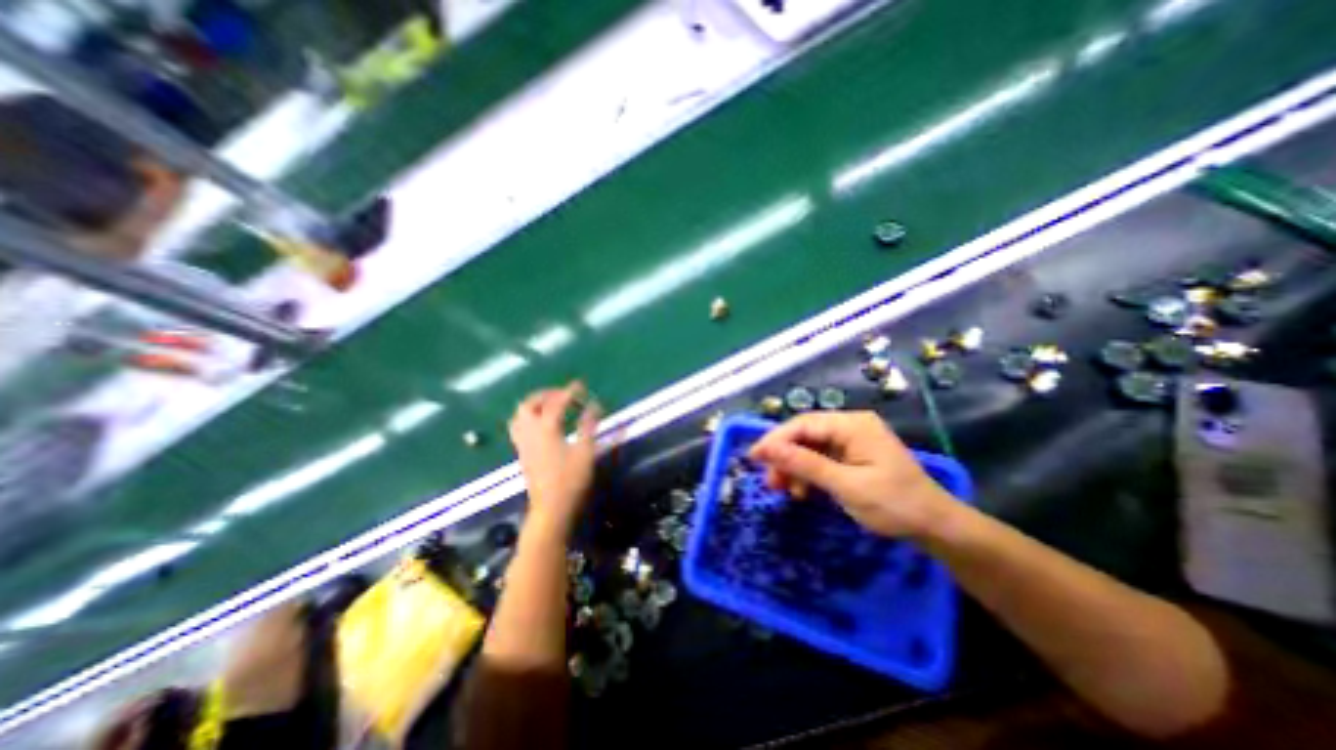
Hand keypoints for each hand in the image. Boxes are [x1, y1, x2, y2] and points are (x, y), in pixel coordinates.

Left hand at [508, 384, 599, 536]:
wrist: (550, 508)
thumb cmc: (570, 480)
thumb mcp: (585, 451)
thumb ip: (588, 426)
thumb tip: (594, 405)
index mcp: (546, 429)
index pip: (557, 402)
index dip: (569, 391)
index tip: (581, 385)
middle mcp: (530, 432)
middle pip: (529, 404)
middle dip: (545, 394)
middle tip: (563, 394)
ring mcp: (523, 443)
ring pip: (520, 415)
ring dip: (534, 405)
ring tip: (550, 405)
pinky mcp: (522, 452)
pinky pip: (519, 427)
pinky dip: (529, 417)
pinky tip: (542, 424)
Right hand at [750, 410, 959, 537]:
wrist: (938, 528)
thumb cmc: (895, 505)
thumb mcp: (846, 485)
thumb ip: (805, 464)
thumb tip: (766, 448)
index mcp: (852, 425)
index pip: (803, 424)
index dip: (775, 439)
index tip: (754, 458)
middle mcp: (851, 426)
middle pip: (805, 434)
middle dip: (784, 456)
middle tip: (769, 481)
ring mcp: (853, 441)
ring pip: (810, 447)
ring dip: (794, 467)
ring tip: (782, 490)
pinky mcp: (853, 456)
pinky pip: (822, 459)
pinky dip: (808, 474)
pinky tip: (802, 491)